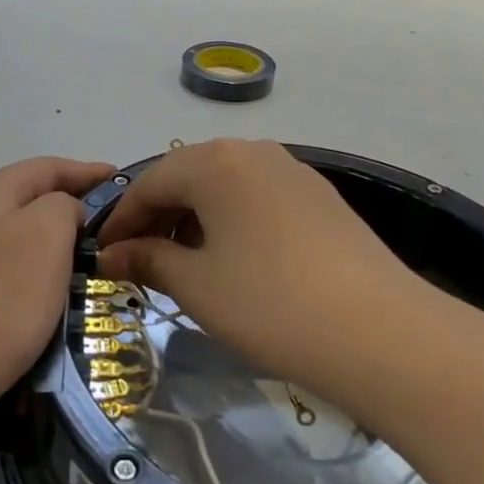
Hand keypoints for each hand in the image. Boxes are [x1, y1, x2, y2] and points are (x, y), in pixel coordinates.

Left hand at [0, 156, 114, 425]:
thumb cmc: (3, 295)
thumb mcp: (48, 230)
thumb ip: (66, 204)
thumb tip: (65, 213)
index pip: (50, 166)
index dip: (89, 172)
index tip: (124, 184)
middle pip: (34, 197)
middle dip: (75, 205)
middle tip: (116, 223)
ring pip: (23, 234)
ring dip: (59, 240)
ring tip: (95, 255)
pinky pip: (13, 266)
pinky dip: (41, 269)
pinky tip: (57, 288)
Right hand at [97, 140, 433, 395]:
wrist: (381, 332)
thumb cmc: (269, 303)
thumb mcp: (196, 284)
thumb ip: (148, 259)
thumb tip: (112, 254)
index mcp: (214, 162)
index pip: (149, 182)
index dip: (121, 220)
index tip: (103, 255)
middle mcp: (253, 152)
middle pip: (187, 178)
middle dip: (157, 218)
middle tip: (139, 262)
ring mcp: (292, 171)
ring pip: (224, 187)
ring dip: (194, 220)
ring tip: (183, 264)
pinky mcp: (320, 197)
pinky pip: (257, 198)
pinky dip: (231, 222)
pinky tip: (233, 260)